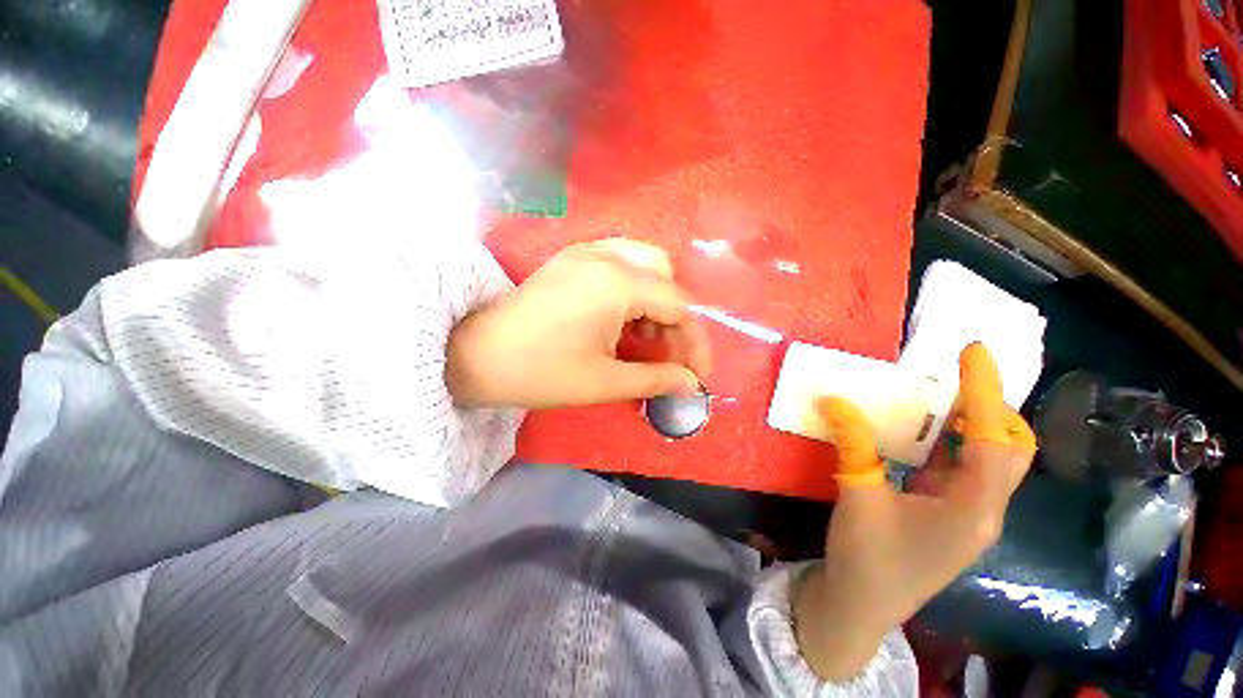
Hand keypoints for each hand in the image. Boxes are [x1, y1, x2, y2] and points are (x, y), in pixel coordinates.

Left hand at [446, 239, 712, 407]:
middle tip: (664, 351)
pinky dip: (633, 288)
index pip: (678, 305)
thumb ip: (656, 379)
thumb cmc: (541, 372)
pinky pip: (619, 262)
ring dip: (654, 300)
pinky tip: (620, 317)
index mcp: (617, 283)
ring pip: (644, 264)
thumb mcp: (605, 381)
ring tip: (641, 336)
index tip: (697, 374)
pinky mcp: (572, 259)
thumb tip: (691, 385)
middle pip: (665, 276)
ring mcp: (586, 252)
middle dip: (674, 317)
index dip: (695, 341)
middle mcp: (606, 256)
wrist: (476, 356)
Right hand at [793, 343, 1035, 679]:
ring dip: (975, 425)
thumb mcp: (858, 497)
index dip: (986, 393)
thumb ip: (853, 445)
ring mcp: (968, 515)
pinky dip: (952, 444)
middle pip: (1013, 451)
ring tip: (943, 396)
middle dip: (992, 408)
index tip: (975, 351)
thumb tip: (835, 400)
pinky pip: (963, 470)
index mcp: (971, 509)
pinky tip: (925, 433)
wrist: (861, 607)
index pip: (995, 442)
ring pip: (992, 461)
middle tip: (957, 377)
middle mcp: (982, 510)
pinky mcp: (949, 516)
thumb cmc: (867, 559)